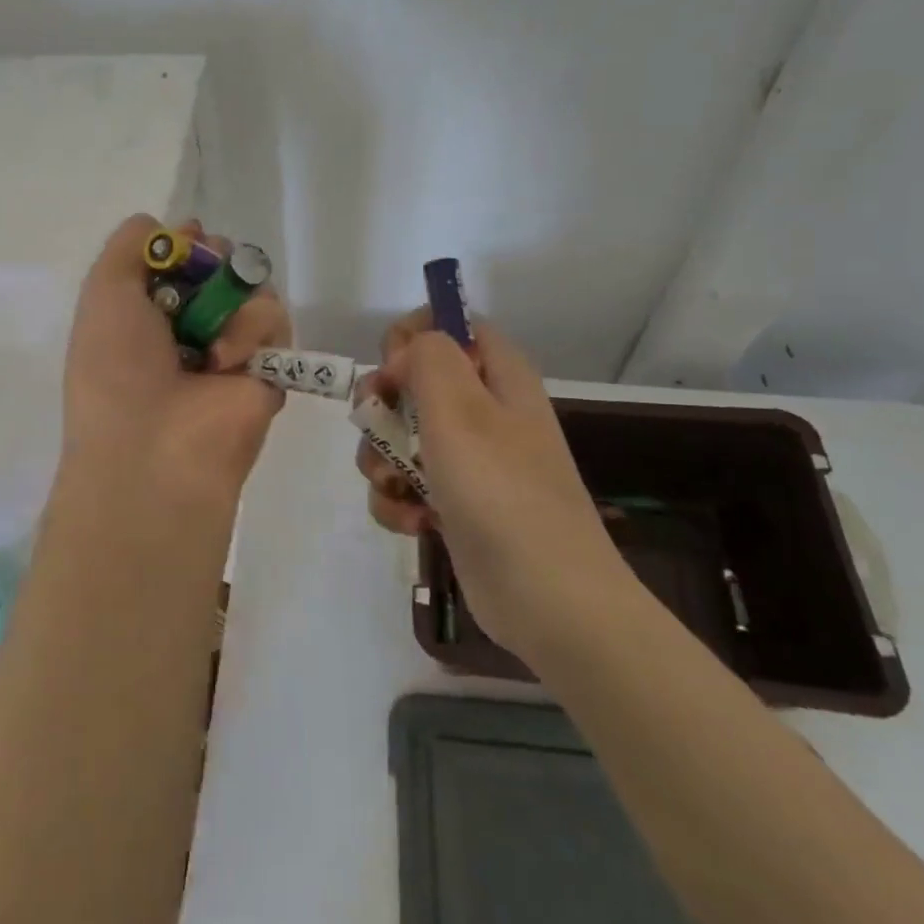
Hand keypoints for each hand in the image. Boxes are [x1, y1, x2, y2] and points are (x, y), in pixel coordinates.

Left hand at [61, 215, 290, 510]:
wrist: (154, 447)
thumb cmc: (116, 367)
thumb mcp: (104, 291)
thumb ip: (130, 245)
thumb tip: (174, 227)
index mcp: (148, 314)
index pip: (181, 260)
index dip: (187, 244)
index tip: (188, 239)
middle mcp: (191, 327)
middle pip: (223, 266)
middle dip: (217, 257)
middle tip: (207, 267)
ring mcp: (232, 347)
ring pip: (253, 286)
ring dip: (231, 299)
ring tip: (210, 335)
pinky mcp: (269, 367)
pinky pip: (275, 319)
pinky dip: (252, 329)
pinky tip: (226, 360)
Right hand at [355, 310, 628, 642]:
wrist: (547, 598)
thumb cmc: (502, 490)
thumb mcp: (460, 409)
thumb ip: (429, 358)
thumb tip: (406, 353)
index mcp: (499, 377)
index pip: (455, 325)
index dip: (415, 335)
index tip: (391, 366)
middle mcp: (485, 412)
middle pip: (416, 381)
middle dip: (383, 405)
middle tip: (377, 427)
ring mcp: (470, 461)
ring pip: (402, 437)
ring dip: (382, 459)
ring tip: (393, 485)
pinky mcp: (455, 504)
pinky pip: (408, 485)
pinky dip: (399, 501)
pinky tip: (411, 522)